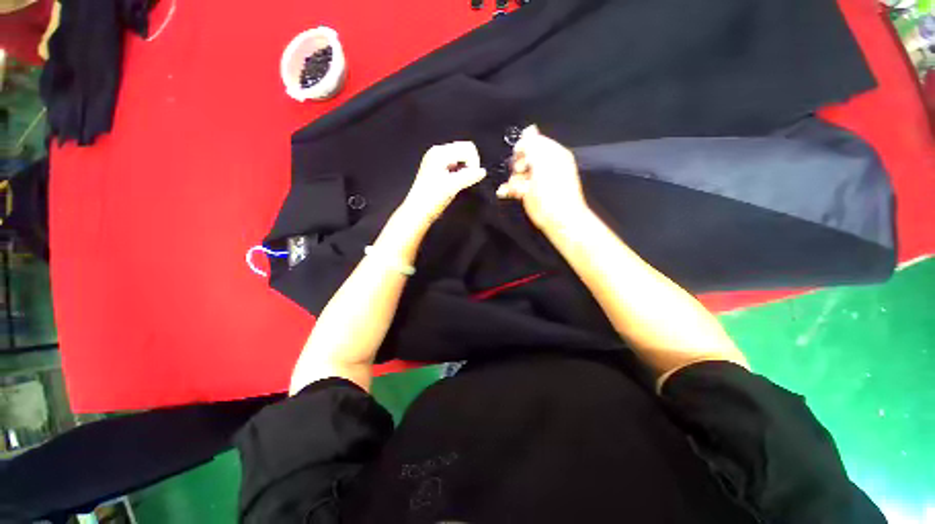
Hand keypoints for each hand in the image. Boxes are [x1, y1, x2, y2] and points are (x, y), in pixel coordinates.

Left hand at [403, 141, 486, 221]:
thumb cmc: (433, 198)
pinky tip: (455, 183)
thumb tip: (483, 172)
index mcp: (440, 152)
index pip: (467, 148)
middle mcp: (438, 152)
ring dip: (465, 169)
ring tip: (460, 183)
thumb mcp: (453, 186)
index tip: (471, 178)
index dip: (474, 162)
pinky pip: (454, 164)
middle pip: (463, 150)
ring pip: (460, 158)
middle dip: (470, 164)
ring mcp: (436, 160)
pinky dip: (459, 172)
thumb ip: (469, 177)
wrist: (418, 212)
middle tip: (466, 180)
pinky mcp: (436, 168)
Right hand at [496, 125, 588, 230]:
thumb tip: (529, 128)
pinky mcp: (529, 193)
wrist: (558, 219)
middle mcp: (545, 165)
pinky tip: (506, 192)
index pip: (534, 142)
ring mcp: (536, 180)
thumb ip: (535, 146)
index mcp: (553, 154)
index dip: (524, 148)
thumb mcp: (545, 164)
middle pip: (523, 157)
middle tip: (521, 173)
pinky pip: (516, 185)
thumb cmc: (553, 192)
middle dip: (517, 165)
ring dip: (513, 180)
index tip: (519, 157)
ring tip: (518, 189)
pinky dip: (510, 188)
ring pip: (517, 173)